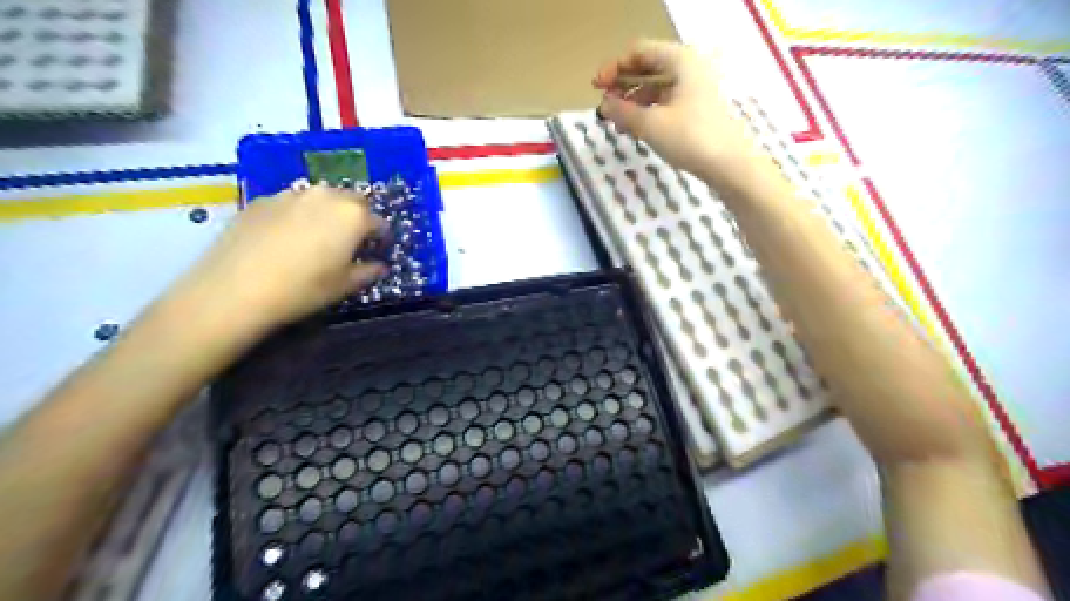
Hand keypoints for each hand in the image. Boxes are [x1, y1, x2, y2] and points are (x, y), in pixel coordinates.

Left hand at [177, 186, 388, 331]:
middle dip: (357, 218)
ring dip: (328, 213)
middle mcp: (326, 196)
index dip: (381, 239)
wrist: (235, 288)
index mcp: (353, 215)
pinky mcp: (262, 199)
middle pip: (352, 201)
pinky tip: (287, 238)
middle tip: (351, 241)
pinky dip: (298, 215)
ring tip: (318, 237)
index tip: (377, 252)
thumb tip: (379, 266)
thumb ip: (368, 272)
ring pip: (321, 198)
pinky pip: (292, 203)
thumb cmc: (303, 289)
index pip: (379, 223)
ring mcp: (291, 194)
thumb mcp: (344, 286)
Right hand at [593, 40, 760, 185]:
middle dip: (622, 86)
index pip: (639, 52)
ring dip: (633, 102)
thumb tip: (603, 104)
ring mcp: (695, 89)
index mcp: (680, 61)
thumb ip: (622, 111)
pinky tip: (635, 130)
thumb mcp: (650, 124)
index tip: (596, 88)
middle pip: (647, 69)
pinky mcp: (697, 109)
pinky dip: (647, 113)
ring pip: (655, 88)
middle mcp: (689, 68)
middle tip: (604, 106)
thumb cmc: (690, 138)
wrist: (730, 165)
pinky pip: (665, 103)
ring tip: (616, 123)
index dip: (614, 68)